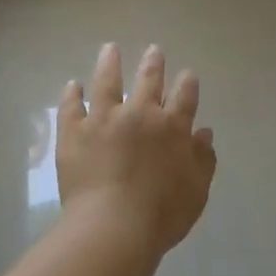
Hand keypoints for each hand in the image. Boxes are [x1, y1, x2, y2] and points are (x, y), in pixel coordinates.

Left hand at [58, 43, 216, 256]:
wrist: (114, 226)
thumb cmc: (162, 214)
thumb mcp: (197, 190)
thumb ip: (203, 159)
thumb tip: (204, 132)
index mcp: (173, 128)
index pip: (185, 97)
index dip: (187, 83)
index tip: (187, 73)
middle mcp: (140, 114)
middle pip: (148, 80)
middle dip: (153, 63)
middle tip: (153, 49)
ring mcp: (104, 119)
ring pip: (107, 82)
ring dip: (110, 63)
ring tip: (110, 49)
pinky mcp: (74, 132)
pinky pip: (71, 106)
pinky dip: (72, 94)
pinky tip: (72, 85)